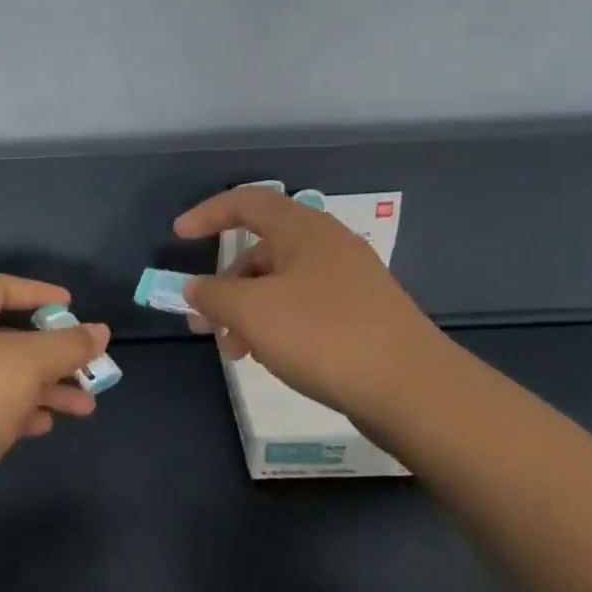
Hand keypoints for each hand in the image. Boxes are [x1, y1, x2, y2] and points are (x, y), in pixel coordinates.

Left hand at [0, 274, 111, 485]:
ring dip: (47, 385)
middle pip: (7, 334)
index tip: (72, 307)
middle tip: (88, 361)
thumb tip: (101, 331)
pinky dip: (25, 409)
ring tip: (86, 404)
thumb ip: (68, 344)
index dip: (38, 292)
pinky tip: (49, 423)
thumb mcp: (29, 361)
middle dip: (53, 350)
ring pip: (6, 374)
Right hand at [174, 187, 450, 440]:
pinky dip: (276, 324)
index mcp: (303, 229)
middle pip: (261, 250)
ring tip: (234, 351)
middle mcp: (327, 245)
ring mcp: (349, 281)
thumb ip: (213, 295)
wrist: (412, 389)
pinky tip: (269, 358)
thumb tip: (194, 289)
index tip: (178, 237)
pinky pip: (304, 307)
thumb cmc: (323, 335)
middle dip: (224, 283)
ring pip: (281, 284)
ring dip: (248, 311)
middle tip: (202, 320)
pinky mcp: (361, 314)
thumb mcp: (252, 312)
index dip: (208, 214)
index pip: (246, 202)